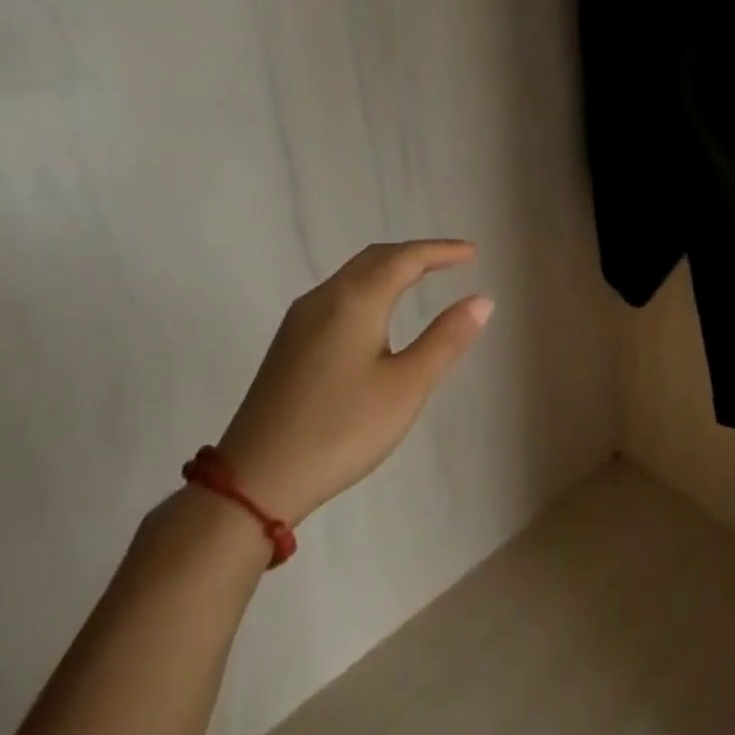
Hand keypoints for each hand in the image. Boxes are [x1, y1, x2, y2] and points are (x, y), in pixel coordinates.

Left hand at [215, 241, 492, 522]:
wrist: (252, 483)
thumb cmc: (341, 430)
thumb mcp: (407, 386)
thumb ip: (446, 339)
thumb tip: (482, 300)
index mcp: (355, 301)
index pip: (405, 258)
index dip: (442, 251)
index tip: (473, 253)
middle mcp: (324, 299)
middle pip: (376, 258)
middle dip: (417, 253)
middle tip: (453, 260)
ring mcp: (300, 321)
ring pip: (353, 275)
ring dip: (392, 268)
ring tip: (424, 277)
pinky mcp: (289, 344)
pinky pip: (339, 294)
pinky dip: (371, 286)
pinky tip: (379, 311)